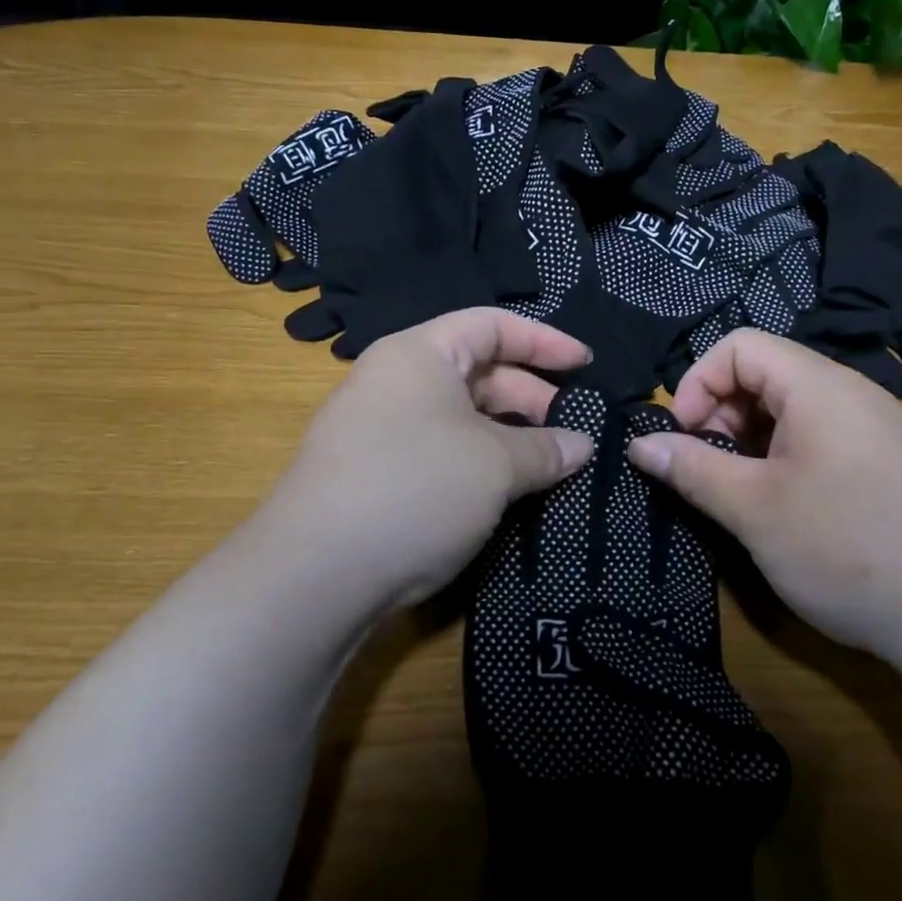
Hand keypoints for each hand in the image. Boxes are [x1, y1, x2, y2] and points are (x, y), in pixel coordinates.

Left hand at [252, 309, 594, 622]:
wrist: (314, 575)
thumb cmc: (416, 488)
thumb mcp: (495, 464)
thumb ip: (546, 448)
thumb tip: (581, 446)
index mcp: (419, 354)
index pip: (493, 325)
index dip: (545, 341)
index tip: (587, 366)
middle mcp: (395, 381)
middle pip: (478, 371)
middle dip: (531, 396)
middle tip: (574, 431)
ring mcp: (379, 429)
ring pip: (460, 417)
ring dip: (509, 436)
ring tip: (550, 465)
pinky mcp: (374, 473)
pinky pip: (440, 451)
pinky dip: (479, 462)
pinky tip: (505, 492)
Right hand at [626, 329, 901, 658]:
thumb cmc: (847, 549)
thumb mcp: (753, 510)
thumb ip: (692, 469)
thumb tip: (639, 445)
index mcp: (818, 386)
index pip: (739, 346)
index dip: (697, 383)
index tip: (683, 438)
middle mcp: (851, 392)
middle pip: (765, 374)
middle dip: (721, 414)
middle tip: (710, 472)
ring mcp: (876, 426)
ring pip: (792, 409)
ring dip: (751, 440)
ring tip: (743, 495)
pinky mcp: (890, 460)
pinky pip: (822, 436)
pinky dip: (786, 457)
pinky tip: (787, 506)